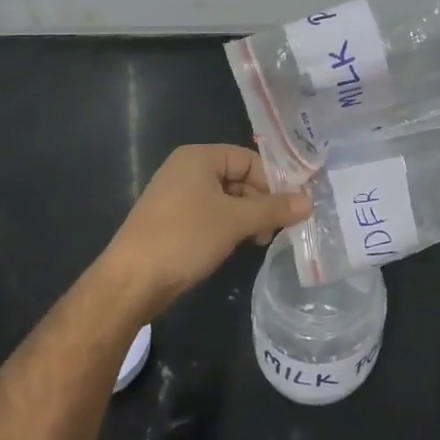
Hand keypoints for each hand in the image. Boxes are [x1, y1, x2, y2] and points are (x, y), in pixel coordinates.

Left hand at [99, 144, 310, 323]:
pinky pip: (210, 215)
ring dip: (247, 218)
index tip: (293, 207)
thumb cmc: (184, 238)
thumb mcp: (235, 221)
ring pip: (226, 199)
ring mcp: (177, 196)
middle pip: (238, 178)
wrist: (130, 282)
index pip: (248, 159)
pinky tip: (239, 246)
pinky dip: (228, 227)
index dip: (273, 181)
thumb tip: (309, 201)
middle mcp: (187, 169)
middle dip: (261, 202)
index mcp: (199, 157)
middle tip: (278, 229)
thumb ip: (273, 208)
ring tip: (260, 241)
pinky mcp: (173, 221)